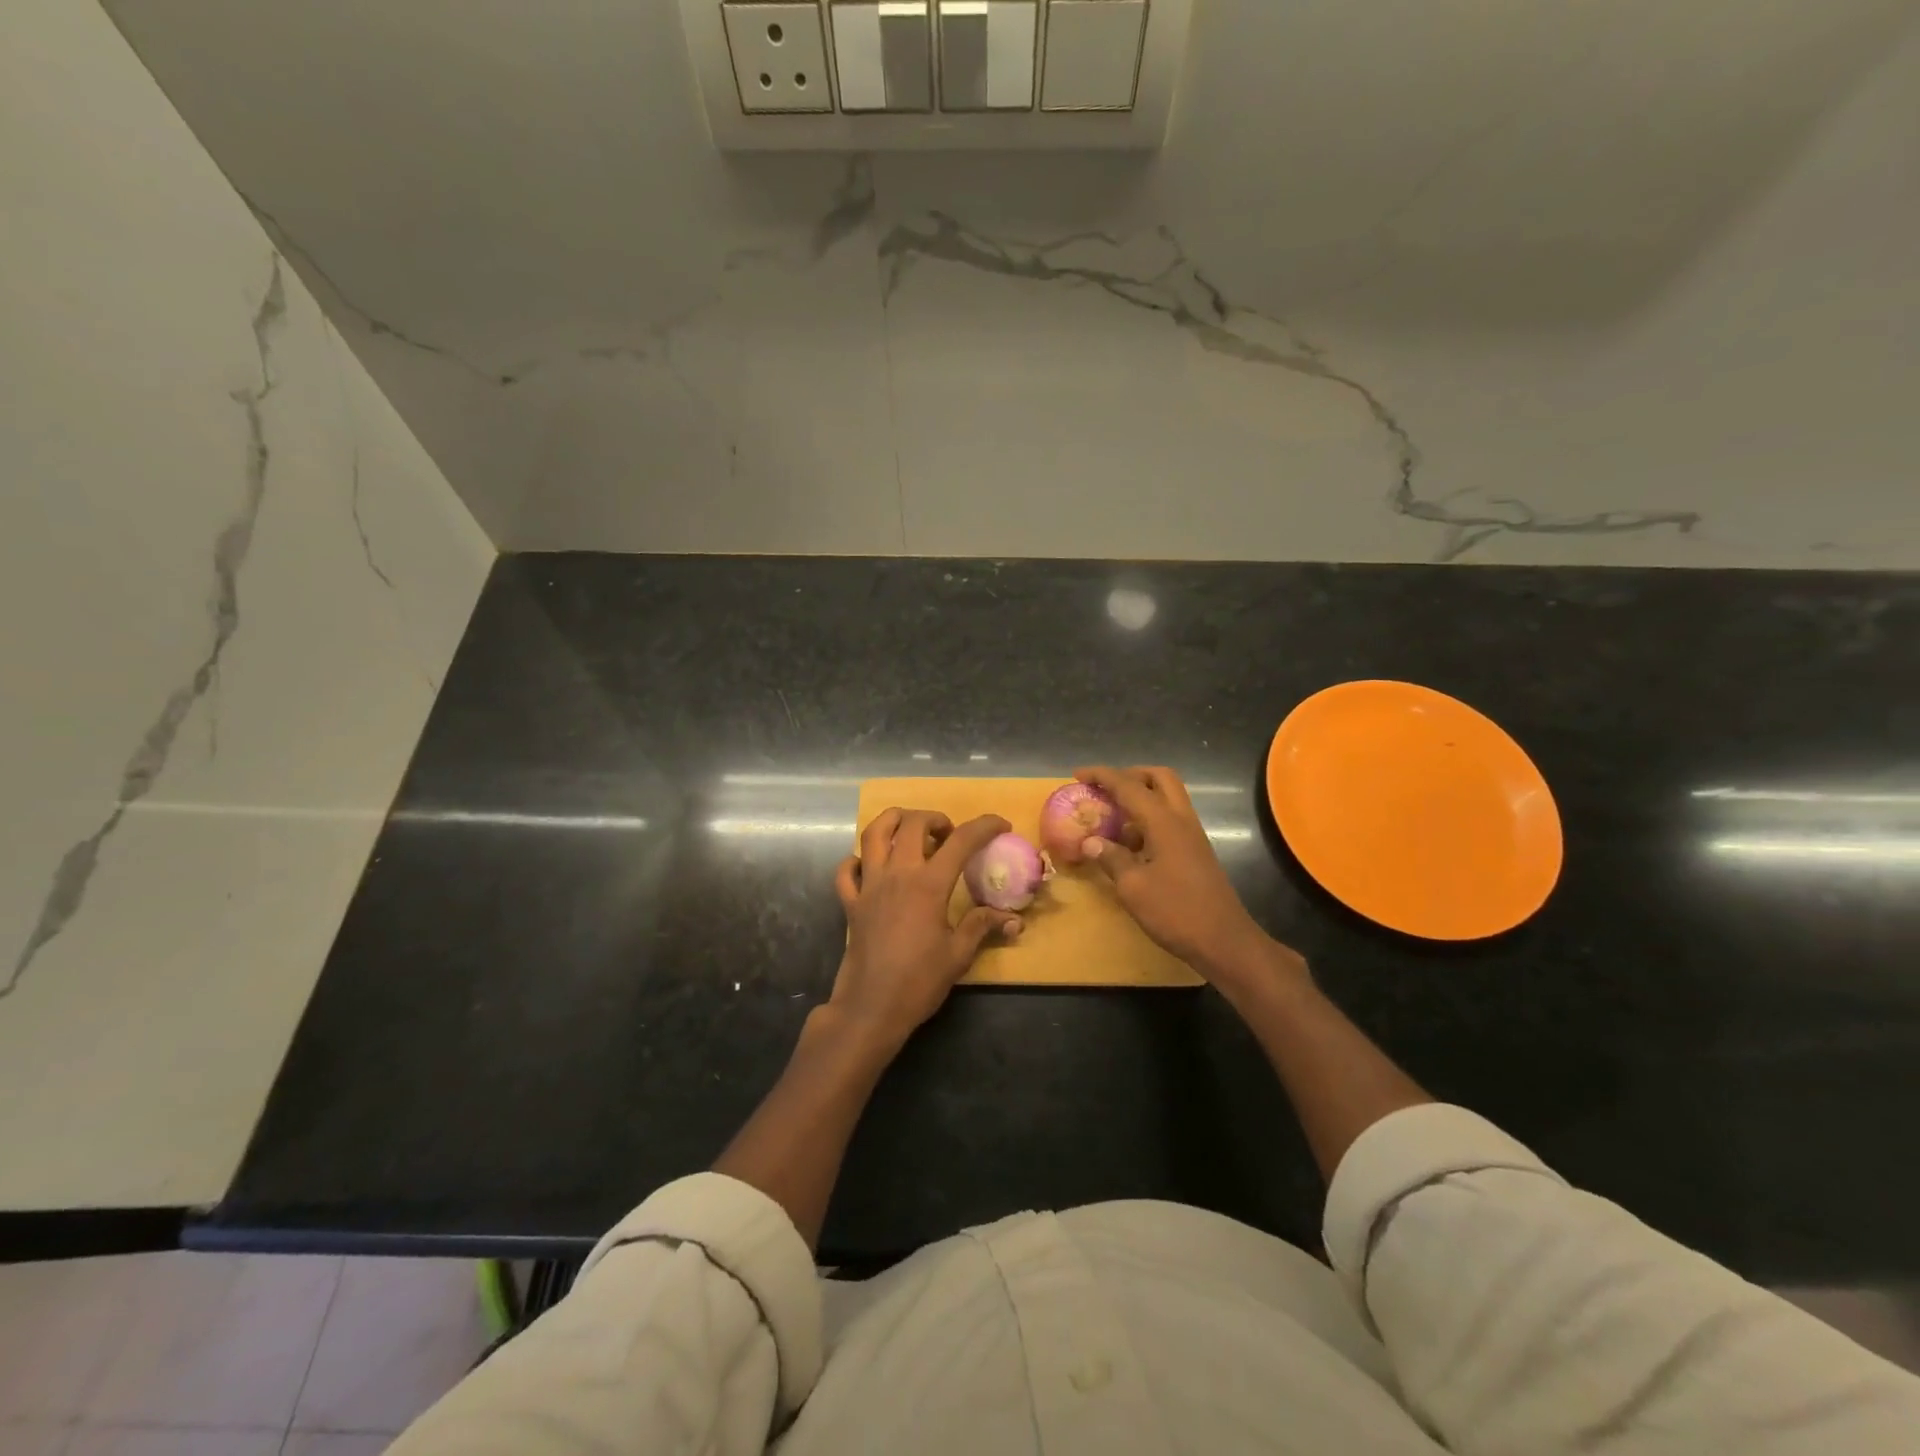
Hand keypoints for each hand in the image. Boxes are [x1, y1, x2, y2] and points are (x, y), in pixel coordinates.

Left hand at [830, 809, 1021, 1051]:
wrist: (872, 1007)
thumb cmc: (919, 981)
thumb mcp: (959, 954)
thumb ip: (982, 926)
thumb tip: (1013, 919)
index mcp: (928, 884)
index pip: (961, 840)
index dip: (985, 826)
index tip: (1000, 825)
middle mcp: (897, 874)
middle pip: (912, 823)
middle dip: (935, 819)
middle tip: (948, 835)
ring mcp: (869, 886)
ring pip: (874, 833)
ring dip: (894, 822)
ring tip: (911, 833)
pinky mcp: (851, 902)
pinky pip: (847, 870)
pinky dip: (858, 860)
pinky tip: (872, 868)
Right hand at [1074, 765, 1304, 987]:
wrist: (1224, 941)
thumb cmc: (1176, 912)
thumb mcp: (1133, 887)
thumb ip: (1111, 858)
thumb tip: (1090, 841)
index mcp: (1164, 822)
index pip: (1129, 786)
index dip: (1102, 776)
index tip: (1078, 775)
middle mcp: (1181, 820)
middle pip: (1159, 778)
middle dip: (1129, 776)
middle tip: (1105, 789)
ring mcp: (1192, 835)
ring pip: (1167, 798)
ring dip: (1140, 798)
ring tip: (1112, 819)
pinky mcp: (1195, 852)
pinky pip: (1170, 820)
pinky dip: (1148, 820)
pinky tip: (1130, 846)